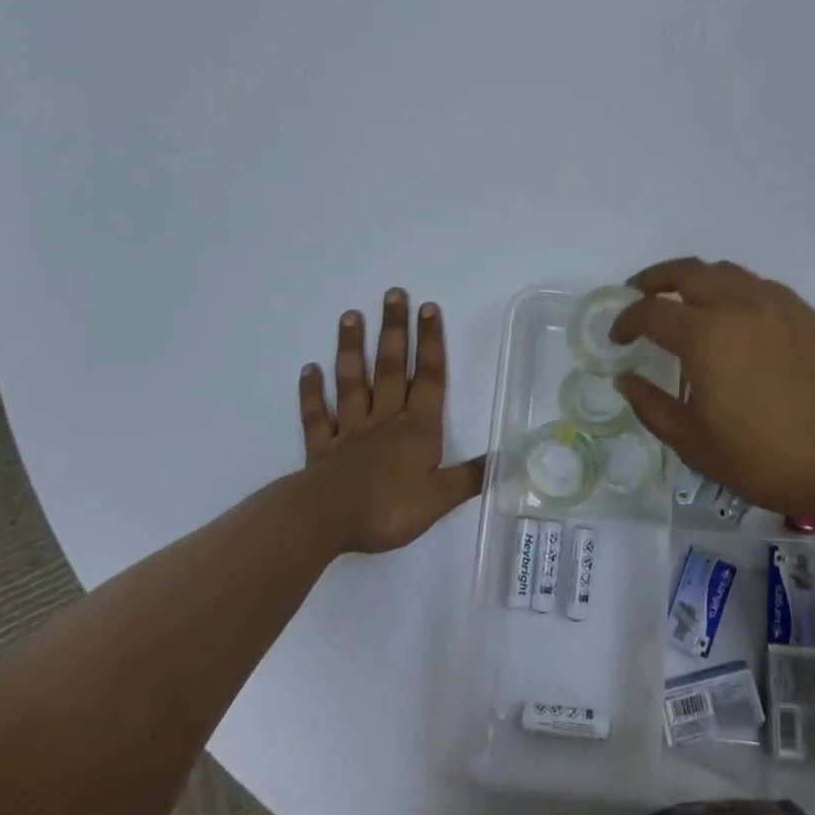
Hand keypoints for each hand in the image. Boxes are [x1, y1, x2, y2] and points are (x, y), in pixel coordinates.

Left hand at [299, 289, 485, 554]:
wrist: (328, 520)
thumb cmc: (389, 508)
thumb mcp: (440, 498)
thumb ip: (470, 477)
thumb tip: (506, 460)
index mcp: (418, 428)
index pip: (430, 377)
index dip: (431, 342)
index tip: (428, 308)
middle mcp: (385, 419)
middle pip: (392, 368)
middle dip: (395, 330)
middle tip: (393, 294)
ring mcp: (351, 430)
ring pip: (353, 382)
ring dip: (352, 348)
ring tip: (350, 316)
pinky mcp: (322, 448)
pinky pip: (317, 415)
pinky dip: (312, 392)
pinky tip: (309, 369)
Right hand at [610, 259, 814, 521]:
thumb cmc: (763, 458)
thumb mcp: (693, 442)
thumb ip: (651, 405)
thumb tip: (625, 379)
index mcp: (706, 334)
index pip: (651, 312)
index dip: (626, 321)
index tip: (617, 338)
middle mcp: (738, 304)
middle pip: (686, 272)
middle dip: (654, 279)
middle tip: (638, 294)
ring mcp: (776, 304)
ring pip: (724, 271)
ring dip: (695, 279)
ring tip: (683, 299)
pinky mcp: (805, 314)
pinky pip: (758, 286)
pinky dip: (732, 289)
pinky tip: (733, 315)